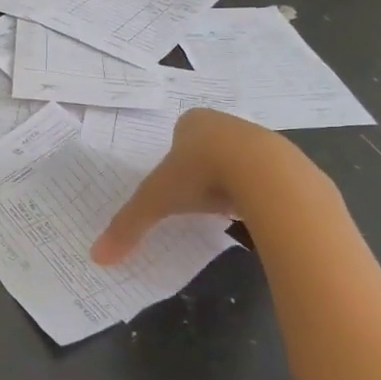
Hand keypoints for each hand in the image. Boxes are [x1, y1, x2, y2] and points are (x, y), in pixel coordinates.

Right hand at [92, 109, 325, 263]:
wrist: (262, 171)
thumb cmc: (199, 173)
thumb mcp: (155, 201)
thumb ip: (128, 226)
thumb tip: (97, 257)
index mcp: (192, 123)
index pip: (179, 133)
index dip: (174, 157)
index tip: (172, 183)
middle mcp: (225, 124)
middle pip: (209, 146)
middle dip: (202, 168)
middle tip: (194, 197)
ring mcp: (257, 139)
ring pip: (238, 159)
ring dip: (230, 180)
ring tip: (223, 206)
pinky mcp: (284, 160)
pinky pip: (264, 176)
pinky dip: (255, 192)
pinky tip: (250, 211)